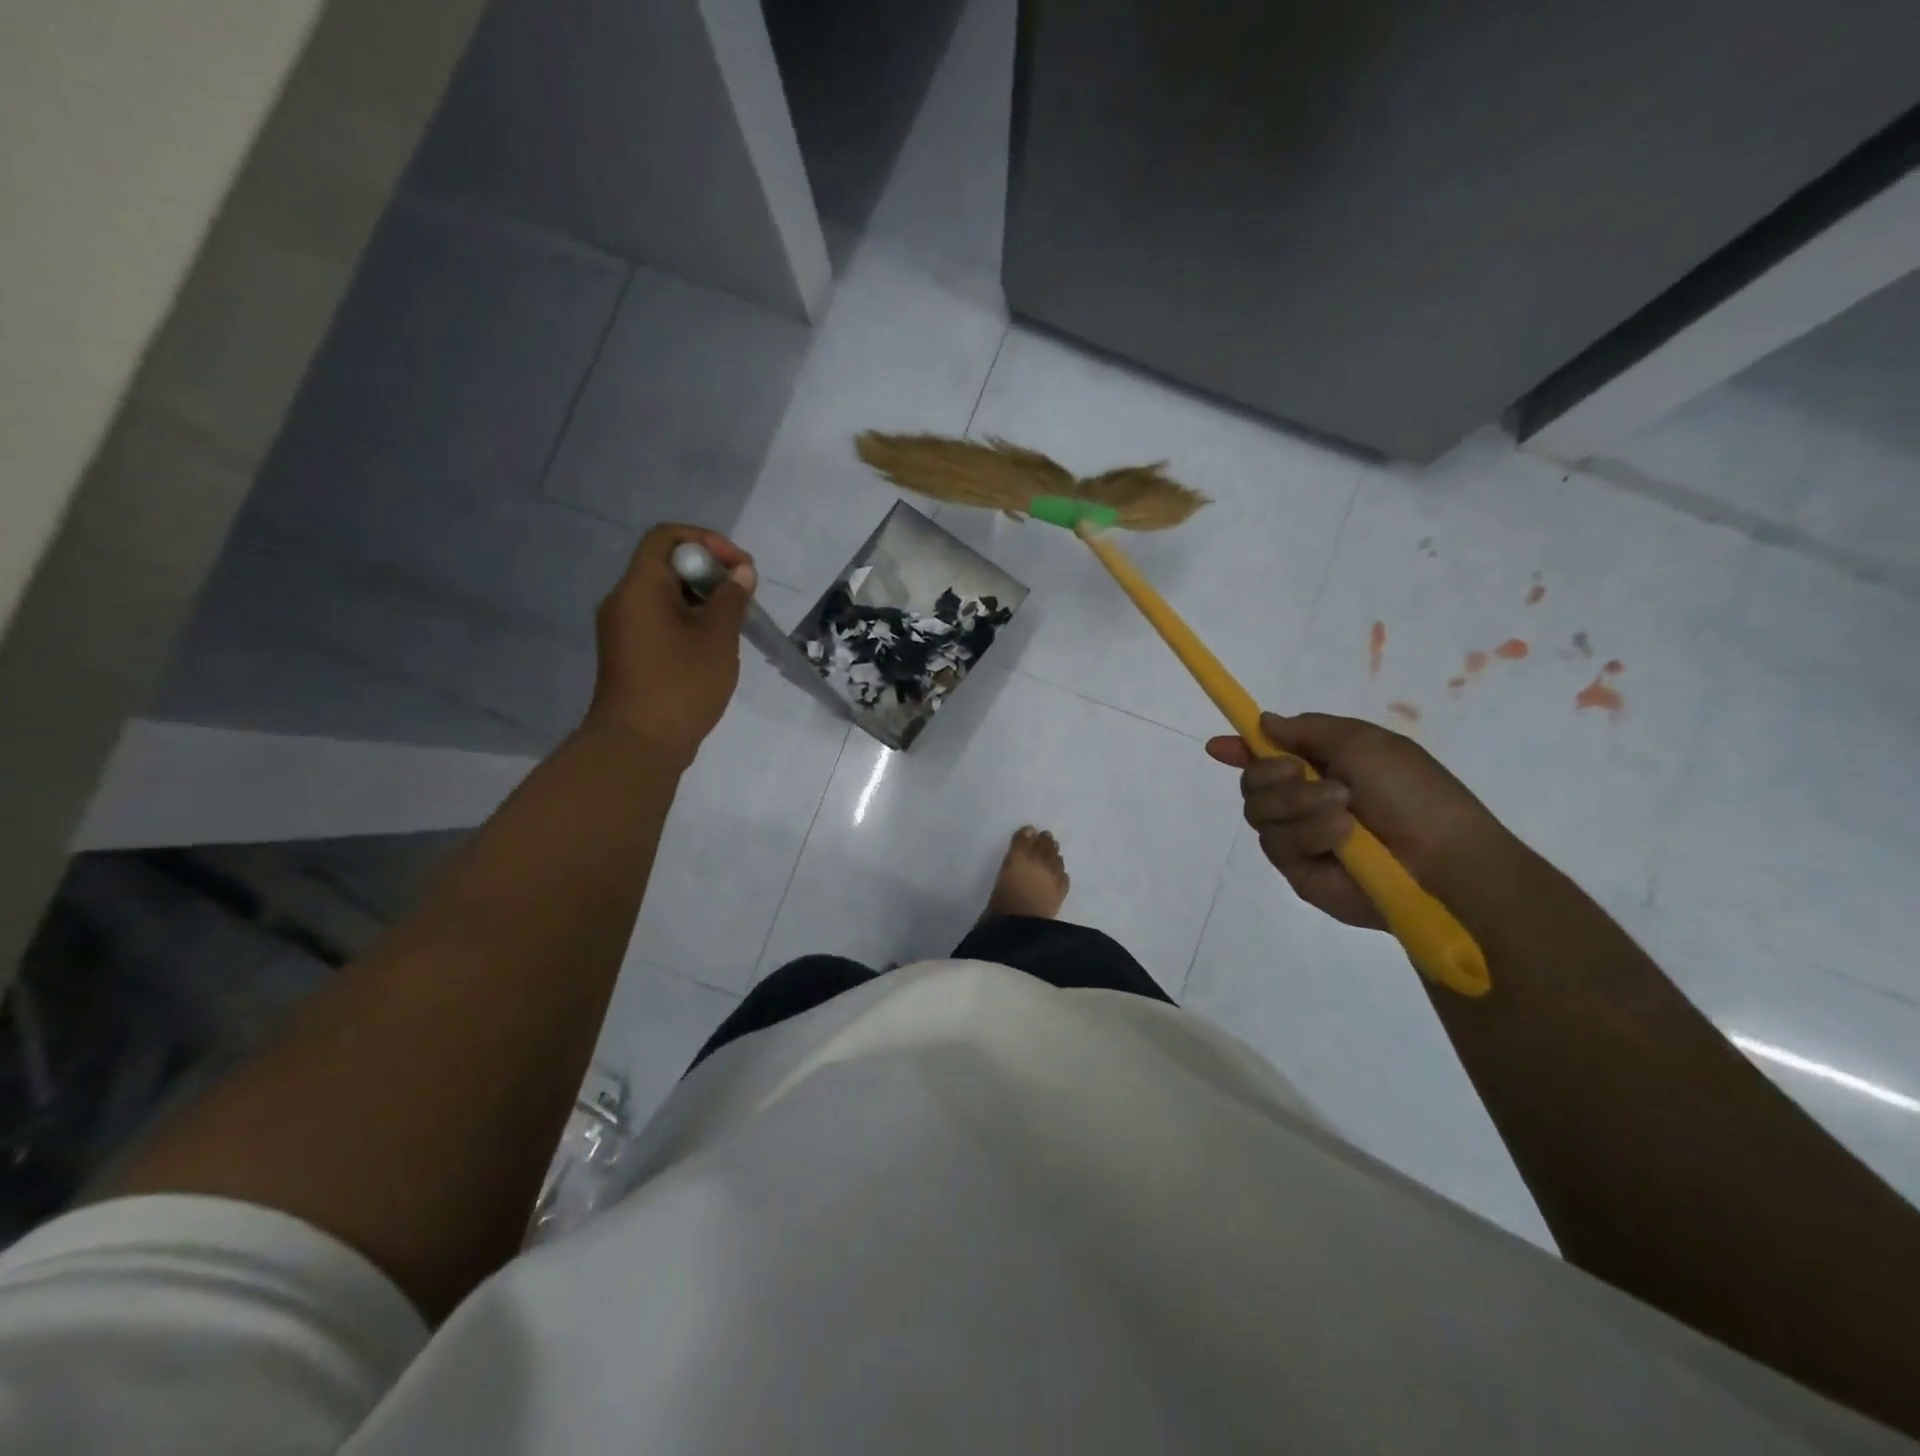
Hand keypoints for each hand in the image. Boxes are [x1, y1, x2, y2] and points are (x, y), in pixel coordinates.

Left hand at [585, 525, 756, 767]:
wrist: (638, 745)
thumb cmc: (680, 685)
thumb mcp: (717, 638)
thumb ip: (731, 599)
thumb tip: (740, 574)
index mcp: (639, 587)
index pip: (667, 537)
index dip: (707, 542)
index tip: (740, 568)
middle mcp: (624, 601)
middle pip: (666, 565)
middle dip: (709, 572)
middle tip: (743, 597)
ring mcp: (624, 630)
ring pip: (665, 596)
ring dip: (702, 600)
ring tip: (734, 623)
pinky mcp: (629, 654)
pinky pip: (660, 621)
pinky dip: (688, 622)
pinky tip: (713, 647)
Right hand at [1205, 712, 1515, 930]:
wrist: (1442, 858)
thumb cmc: (1411, 791)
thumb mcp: (1362, 741)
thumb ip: (1306, 729)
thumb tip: (1264, 722)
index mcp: (1320, 766)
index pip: (1265, 756)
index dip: (1239, 749)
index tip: (1217, 746)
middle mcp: (1302, 800)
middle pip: (1251, 781)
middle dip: (1271, 774)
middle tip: (1301, 772)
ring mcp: (1298, 836)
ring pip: (1258, 811)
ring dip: (1297, 802)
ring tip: (1342, 809)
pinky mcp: (1297, 869)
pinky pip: (1276, 843)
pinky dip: (1308, 832)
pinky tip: (1341, 836)